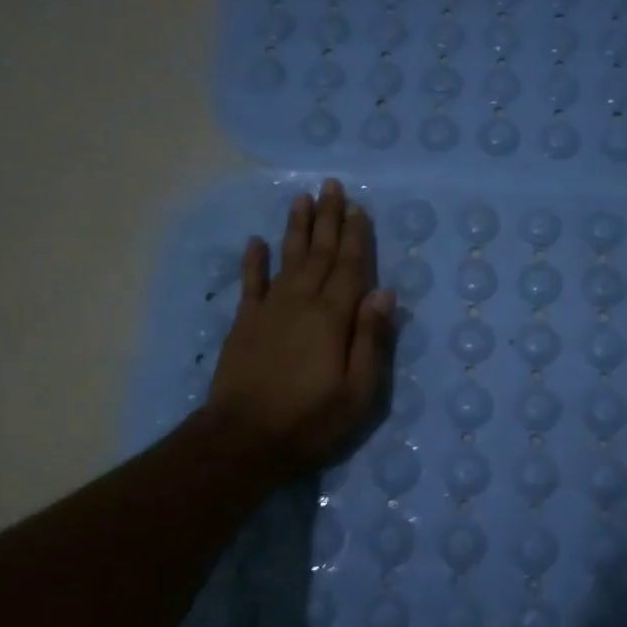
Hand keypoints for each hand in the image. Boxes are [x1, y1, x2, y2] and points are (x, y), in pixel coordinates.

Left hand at [206, 179, 394, 481]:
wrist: (243, 440)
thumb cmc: (310, 421)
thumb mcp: (358, 392)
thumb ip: (371, 339)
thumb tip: (384, 293)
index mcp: (333, 318)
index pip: (350, 268)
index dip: (356, 237)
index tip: (359, 208)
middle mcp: (301, 303)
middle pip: (319, 254)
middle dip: (328, 219)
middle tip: (331, 186)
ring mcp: (268, 311)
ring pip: (287, 259)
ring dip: (296, 229)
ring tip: (301, 199)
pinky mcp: (244, 325)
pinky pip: (251, 284)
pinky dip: (254, 261)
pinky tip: (257, 242)